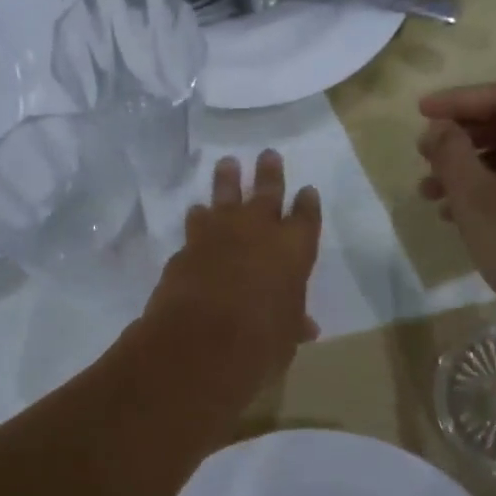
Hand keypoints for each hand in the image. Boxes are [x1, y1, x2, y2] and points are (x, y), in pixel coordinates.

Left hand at [142, 150, 322, 412]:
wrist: (201, 340)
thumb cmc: (260, 341)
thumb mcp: (286, 336)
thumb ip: (293, 322)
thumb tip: (306, 327)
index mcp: (293, 249)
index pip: (306, 218)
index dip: (307, 203)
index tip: (307, 191)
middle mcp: (258, 231)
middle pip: (267, 191)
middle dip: (269, 173)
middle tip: (267, 154)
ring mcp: (219, 233)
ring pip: (225, 195)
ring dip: (227, 180)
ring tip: (227, 164)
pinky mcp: (188, 245)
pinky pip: (196, 223)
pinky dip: (199, 218)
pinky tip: (197, 212)